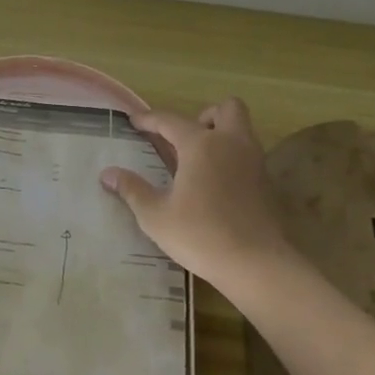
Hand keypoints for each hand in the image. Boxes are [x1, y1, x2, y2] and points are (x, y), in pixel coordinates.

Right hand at [101, 99, 311, 306]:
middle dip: (204, 116)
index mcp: (201, 145)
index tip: (134, 121)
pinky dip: (232, 158)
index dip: (149, 119)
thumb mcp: (156, 216)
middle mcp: (231, 144)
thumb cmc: (201, 235)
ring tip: (197, 161)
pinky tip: (215, 184)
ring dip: (221, 134)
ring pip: (242, 129)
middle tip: (184, 139)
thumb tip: (107, 174)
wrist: (257, 265)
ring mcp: (254, 162)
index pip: (170, 120)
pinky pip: (248, 154)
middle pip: (226, 108)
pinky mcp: (266, 183)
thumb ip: (132, 190)